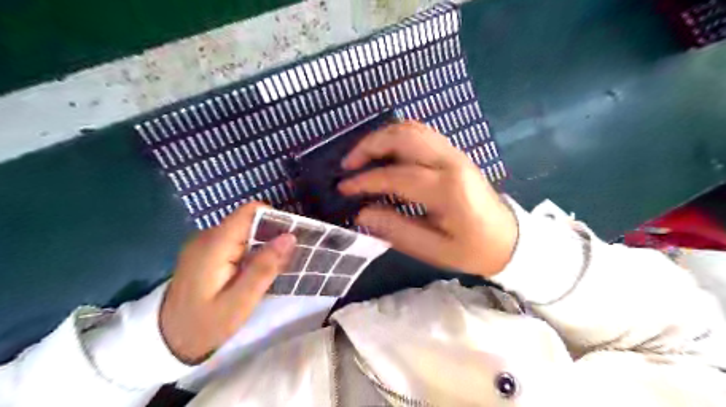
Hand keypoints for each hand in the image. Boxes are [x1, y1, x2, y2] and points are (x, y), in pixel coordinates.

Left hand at [160, 202, 293, 362]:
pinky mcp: (205, 251)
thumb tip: (289, 237)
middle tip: (284, 260)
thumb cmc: (205, 325)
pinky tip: (254, 270)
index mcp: (214, 244)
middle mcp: (207, 236)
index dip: (274, 219)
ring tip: (272, 267)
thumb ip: (264, 267)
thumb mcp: (240, 302)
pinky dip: (251, 250)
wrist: (166, 341)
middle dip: (271, 235)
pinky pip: (235, 240)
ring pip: (244, 230)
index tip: (290, 239)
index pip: (249, 211)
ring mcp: (204, 243)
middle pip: (248, 220)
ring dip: (262, 244)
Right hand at [339, 120, 515, 278]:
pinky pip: (421, 132)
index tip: (343, 188)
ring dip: (381, 137)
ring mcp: (454, 152)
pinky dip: (397, 136)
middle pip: (403, 136)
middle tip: (348, 165)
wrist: (509, 238)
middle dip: (368, 146)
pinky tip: (385, 152)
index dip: (365, 180)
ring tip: (361, 157)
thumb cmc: (472, 249)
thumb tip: (362, 213)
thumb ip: (396, 229)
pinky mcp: (454, 152)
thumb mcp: (433, 249)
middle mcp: (450, 161)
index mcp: (446, 189)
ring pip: (411, 128)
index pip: (395, 175)